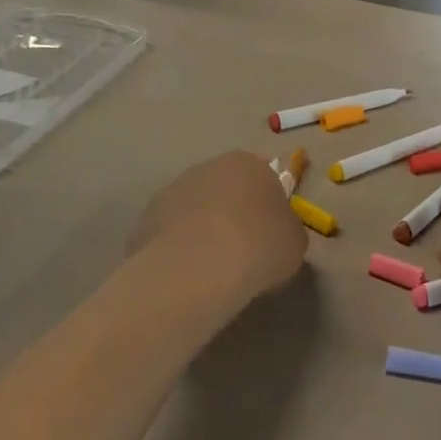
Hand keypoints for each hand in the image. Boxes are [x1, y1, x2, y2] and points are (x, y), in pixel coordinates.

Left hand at [127, 151, 307, 305]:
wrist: (199, 268)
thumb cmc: (259, 246)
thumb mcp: (294, 242)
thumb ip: (286, 230)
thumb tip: (276, 233)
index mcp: (249, 164)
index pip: (265, 179)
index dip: (269, 208)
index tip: (271, 235)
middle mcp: (208, 167)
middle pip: (226, 190)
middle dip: (233, 214)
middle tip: (243, 250)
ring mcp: (172, 191)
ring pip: (195, 210)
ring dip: (203, 230)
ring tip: (213, 268)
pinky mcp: (146, 219)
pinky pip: (171, 234)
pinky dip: (179, 249)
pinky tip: (188, 275)